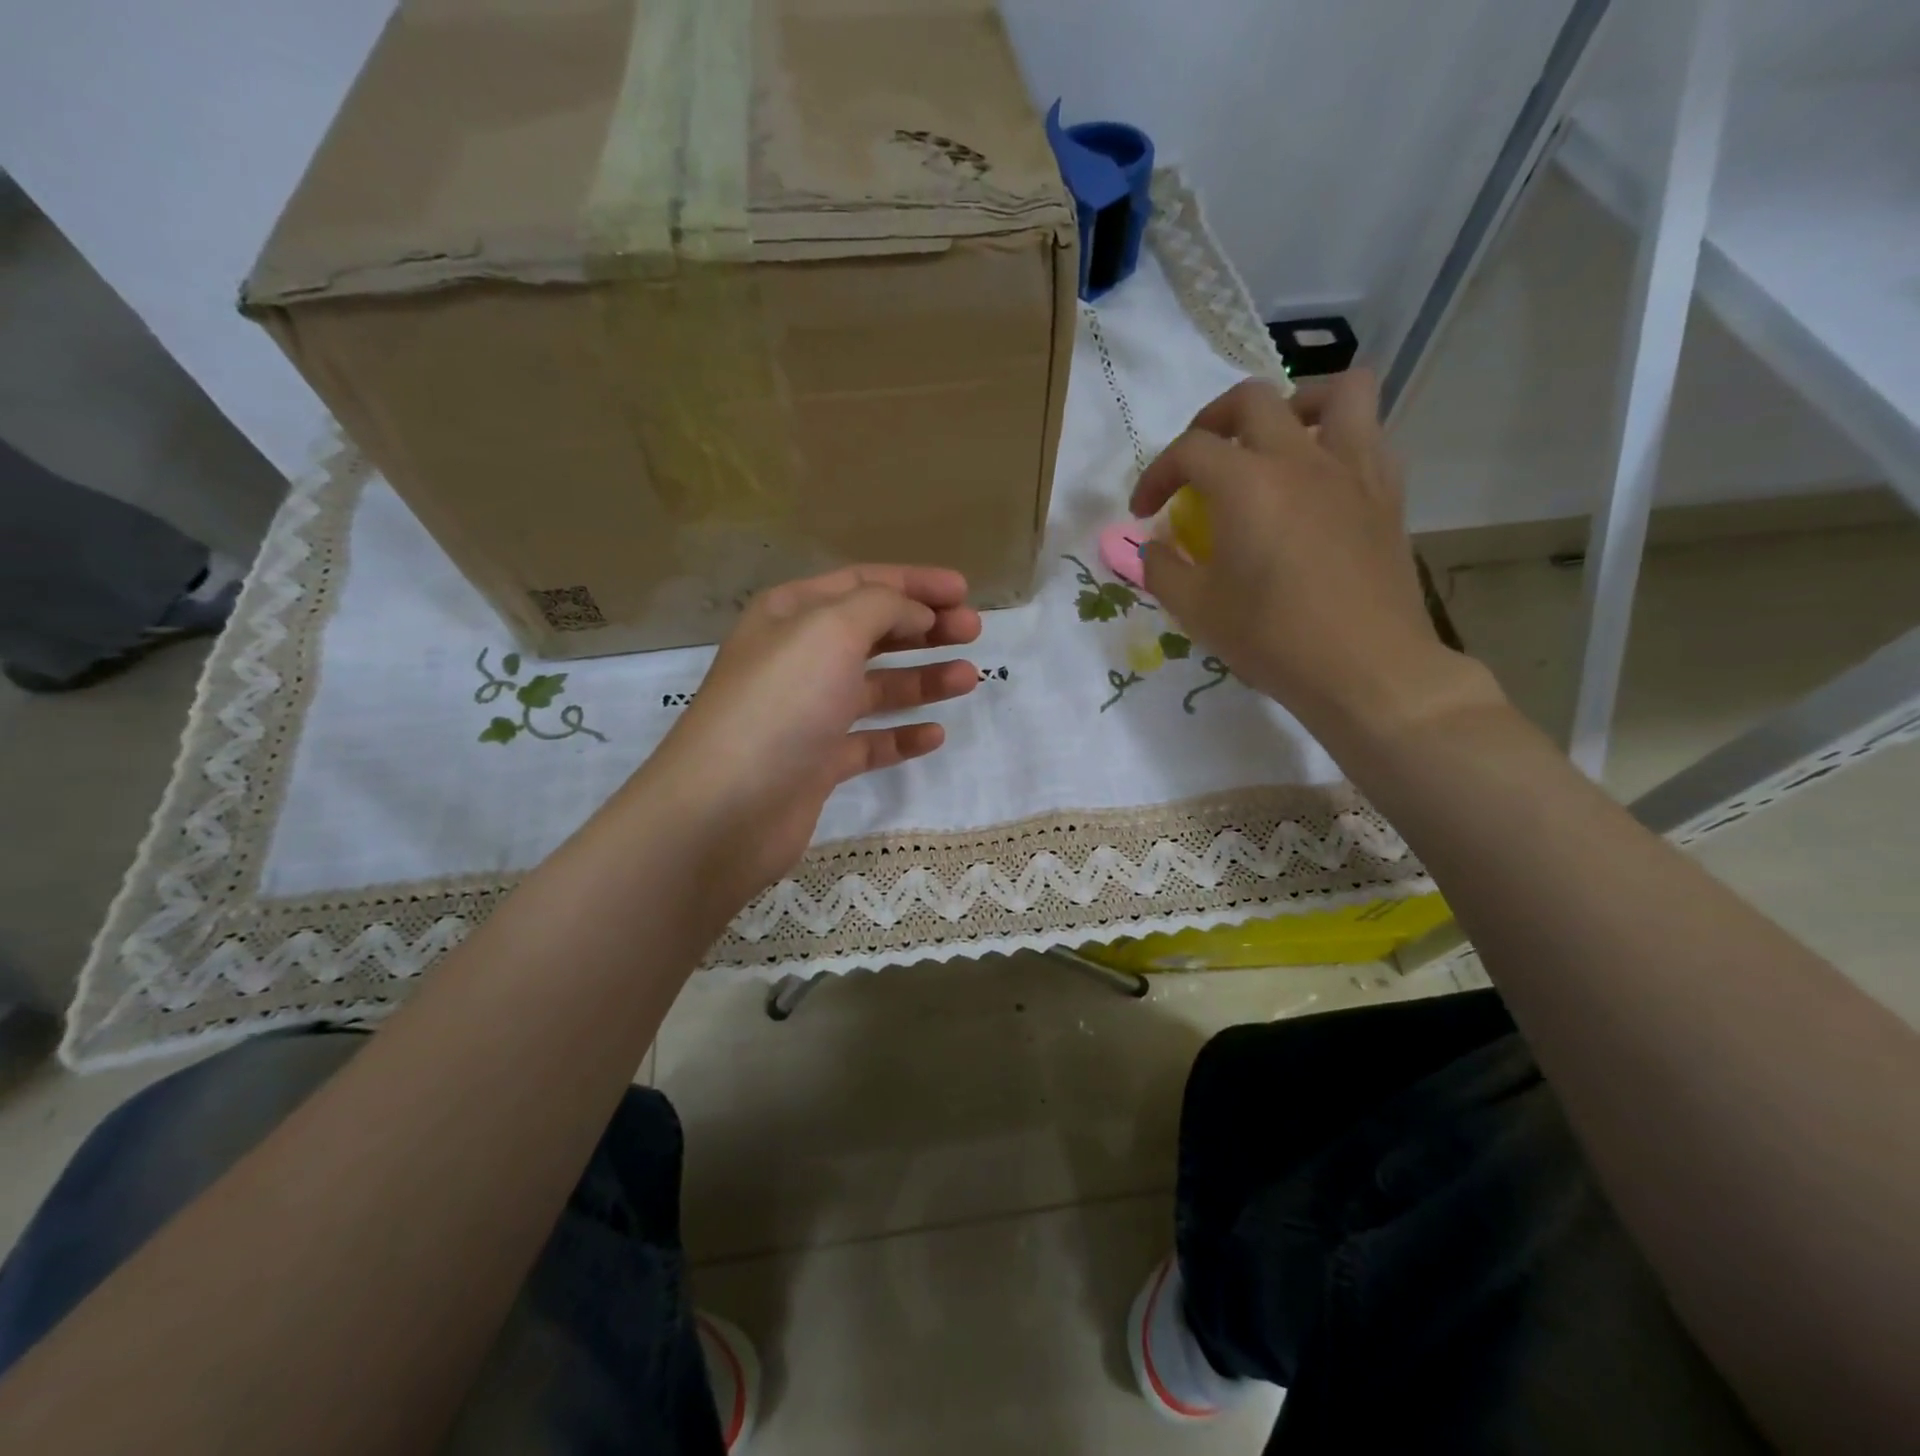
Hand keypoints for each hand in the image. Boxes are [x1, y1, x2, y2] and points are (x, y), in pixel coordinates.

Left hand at [632, 565, 980, 927]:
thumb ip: (882, 607)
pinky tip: (934, 735)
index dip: (915, 583)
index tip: (964, 591)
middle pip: (873, 632)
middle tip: (974, 631)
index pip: (862, 584)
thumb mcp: (831, 630)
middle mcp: (798, 658)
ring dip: (922, 679)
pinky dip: (901, 736)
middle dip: (925, 628)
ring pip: (876, 687)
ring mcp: (807, 713)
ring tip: (969, 678)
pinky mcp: (817, 763)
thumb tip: (917, 613)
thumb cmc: (780, 703)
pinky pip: (869, 742)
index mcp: (791, 615)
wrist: (727, 808)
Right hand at [1130, 372, 1497, 744]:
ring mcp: (1353, 470)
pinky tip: (1320, 481)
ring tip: (1275, 440)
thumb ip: (1164, 570)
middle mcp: (1300, 459)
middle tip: (1198, 463)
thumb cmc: (1274, 639)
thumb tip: (1155, 548)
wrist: (1366, 670)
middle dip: (1211, 423)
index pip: (1189, 450)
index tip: (1144, 512)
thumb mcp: (1197, 611)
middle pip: (1252, 401)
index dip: (1156, 474)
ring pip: (1337, 392)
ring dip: (1296, 403)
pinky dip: (1339, 441)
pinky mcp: (1387, 494)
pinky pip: (1370, 436)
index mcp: (1246, 483)